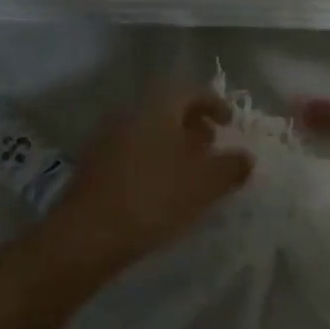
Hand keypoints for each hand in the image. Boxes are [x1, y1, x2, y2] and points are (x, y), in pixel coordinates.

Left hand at [58, 87, 252, 273]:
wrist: (84, 237)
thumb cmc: (153, 198)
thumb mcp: (205, 183)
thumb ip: (231, 166)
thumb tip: (245, 158)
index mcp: (157, 108)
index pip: (191, 91)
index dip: (215, 104)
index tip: (229, 124)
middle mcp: (129, 115)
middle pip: (167, 111)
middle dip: (193, 126)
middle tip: (211, 147)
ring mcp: (106, 140)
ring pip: (148, 133)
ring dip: (172, 146)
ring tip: (189, 173)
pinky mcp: (92, 168)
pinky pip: (131, 153)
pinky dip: (152, 162)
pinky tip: (160, 191)